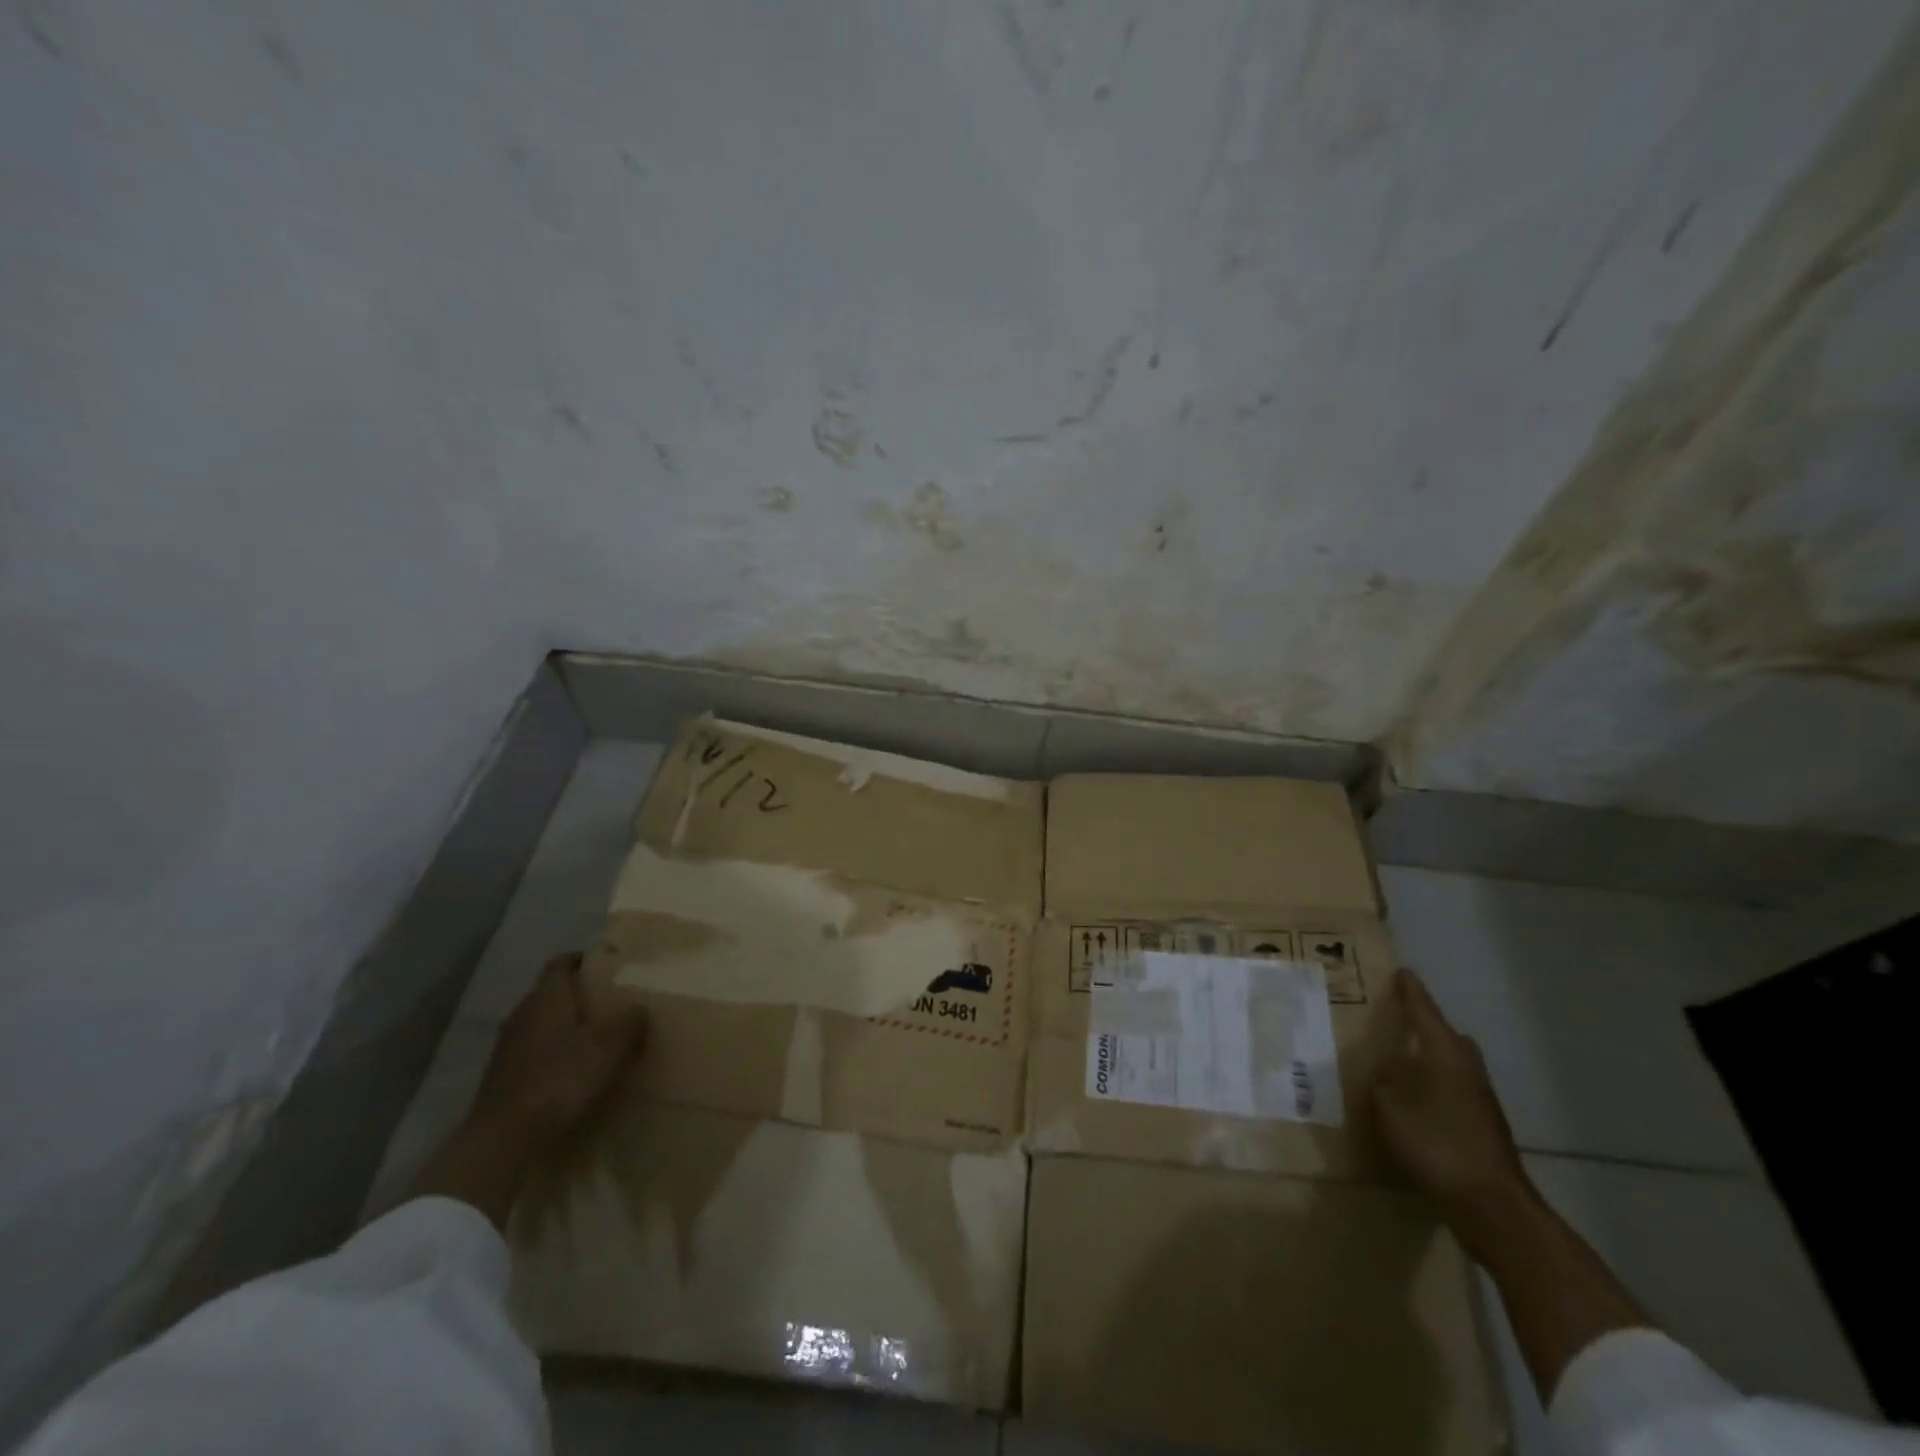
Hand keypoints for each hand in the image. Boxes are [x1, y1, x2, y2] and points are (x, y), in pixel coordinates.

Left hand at [472, 951, 649, 1138]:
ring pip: (542, 1023)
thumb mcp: (609, 1047)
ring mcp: (508, 1047)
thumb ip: (629, 1021)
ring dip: (566, 1026)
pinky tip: (572, 1071)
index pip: (561, 963)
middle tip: (611, 1001)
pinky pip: (534, 1052)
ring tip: (596, 1037)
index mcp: (547, 997)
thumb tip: (639, 1008)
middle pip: (551, 993)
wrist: (504, 1138)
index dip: (583, 960)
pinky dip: (554, 1053)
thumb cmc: (561, 1079)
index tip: (607, 965)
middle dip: (579, 995)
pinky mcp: (503, 1077)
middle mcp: (523, 1013)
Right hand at [1372, 968, 1532, 1241]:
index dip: (1411, 992)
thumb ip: (1382, 1081)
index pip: (1424, 1012)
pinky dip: (1436, 1089)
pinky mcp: (1484, 1129)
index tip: (1403, 973)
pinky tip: (1416, 1104)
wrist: (1491, 1206)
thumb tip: (1384, 1069)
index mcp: (1444, 1054)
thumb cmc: (1436, 1143)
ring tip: (1402, 1064)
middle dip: (1427, 1028)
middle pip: (1448, 1037)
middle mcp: (1467, 1070)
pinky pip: (1454, 1093)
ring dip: (1432, 1061)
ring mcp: (1481, 1101)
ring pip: (1454, 1066)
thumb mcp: (1389, 1106)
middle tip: (1401, 1022)